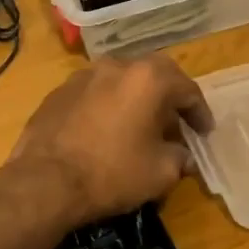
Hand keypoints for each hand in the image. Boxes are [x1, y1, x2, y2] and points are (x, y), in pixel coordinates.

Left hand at [8, 55, 213, 228]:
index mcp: (147, 79)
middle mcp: (116, 66)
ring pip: (120, 81)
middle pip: (153, 75)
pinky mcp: (58, 93)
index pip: (186, 88)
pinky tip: (105, 131)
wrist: (44, 182)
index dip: (199, 112)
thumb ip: (179, 158)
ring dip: (135, 99)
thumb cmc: (111, 173)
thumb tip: (182, 156)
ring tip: (139, 126)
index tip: (205, 132)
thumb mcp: (160, 173)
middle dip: (168, 97)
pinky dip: (107, 107)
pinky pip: (94, 94)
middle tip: (176, 122)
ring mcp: (83, 76)